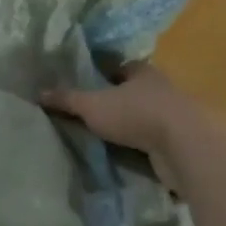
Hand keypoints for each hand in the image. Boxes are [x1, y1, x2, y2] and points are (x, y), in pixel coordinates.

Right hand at [42, 64, 194, 155]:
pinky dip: (145, 148)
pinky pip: (157, 142)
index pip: (122, 68)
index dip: (106, 75)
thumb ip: (67, 99)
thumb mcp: (92, 105)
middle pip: (136, 92)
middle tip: (94, 114)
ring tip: (108, 139)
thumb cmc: (137, 114)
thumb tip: (38, 92)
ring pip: (148, 118)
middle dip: (118, 102)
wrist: (186, 147)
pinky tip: (130, 157)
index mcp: (143, 72)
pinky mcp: (184, 143)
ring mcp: (176, 117)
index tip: (90, 86)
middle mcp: (162, 89)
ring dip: (133, 127)